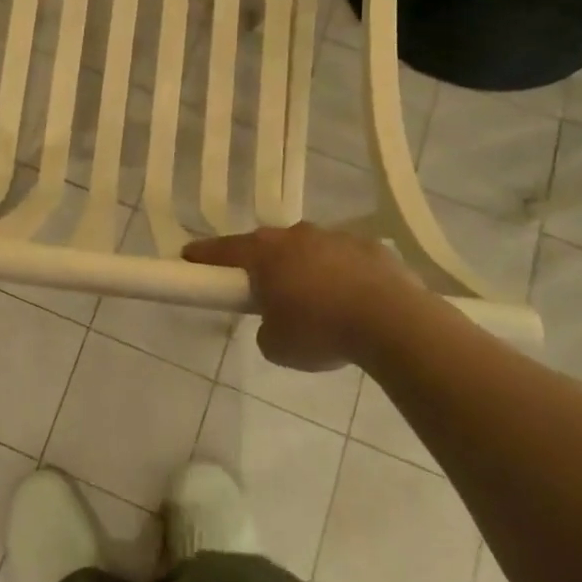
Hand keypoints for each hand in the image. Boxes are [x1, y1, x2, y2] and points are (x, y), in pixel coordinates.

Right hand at [184, 223, 434, 370]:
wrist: (393, 321)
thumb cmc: (321, 330)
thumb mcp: (277, 345)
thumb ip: (266, 328)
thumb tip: (275, 322)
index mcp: (265, 253)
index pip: (223, 250)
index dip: (203, 255)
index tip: (188, 258)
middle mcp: (296, 236)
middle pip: (267, 246)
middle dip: (261, 264)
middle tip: (262, 291)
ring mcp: (335, 237)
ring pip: (308, 250)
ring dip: (304, 269)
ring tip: (316, 303)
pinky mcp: (371, 247)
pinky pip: (345, 259)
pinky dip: (341, 275)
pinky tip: (352, 302)